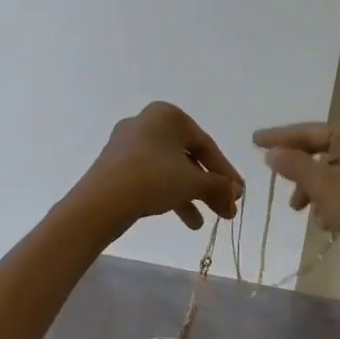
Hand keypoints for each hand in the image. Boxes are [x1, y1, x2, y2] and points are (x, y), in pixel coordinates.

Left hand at [74, 103, 242, 235]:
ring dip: (192, 195)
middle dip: (209, 187)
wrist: (101, 202)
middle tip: (226, 210)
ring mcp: (129, 144)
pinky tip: (185, 220)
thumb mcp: (193, 182)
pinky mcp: (117, 165)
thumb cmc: (153, 179)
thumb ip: (219, 186)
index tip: (238, 194)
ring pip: (171, 169)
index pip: (206, 145)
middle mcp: (147, 123)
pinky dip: (170, 194)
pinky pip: (152, 176)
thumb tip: (236, 193)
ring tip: (204, 223)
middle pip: (188, 158)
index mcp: (167, 115)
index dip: (225, 172)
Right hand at [254, 122, 339, 304]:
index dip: (281, 137)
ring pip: (333, 177)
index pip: (312, 131)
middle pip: (323, 153)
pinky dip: (331, 205)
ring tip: (303, 213)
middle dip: (300, 172)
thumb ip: (294, 165)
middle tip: (281, 187)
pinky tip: (326, 224)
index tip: (254, 140)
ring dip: (314, 193)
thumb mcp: (322, 186)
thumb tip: (273, 152)